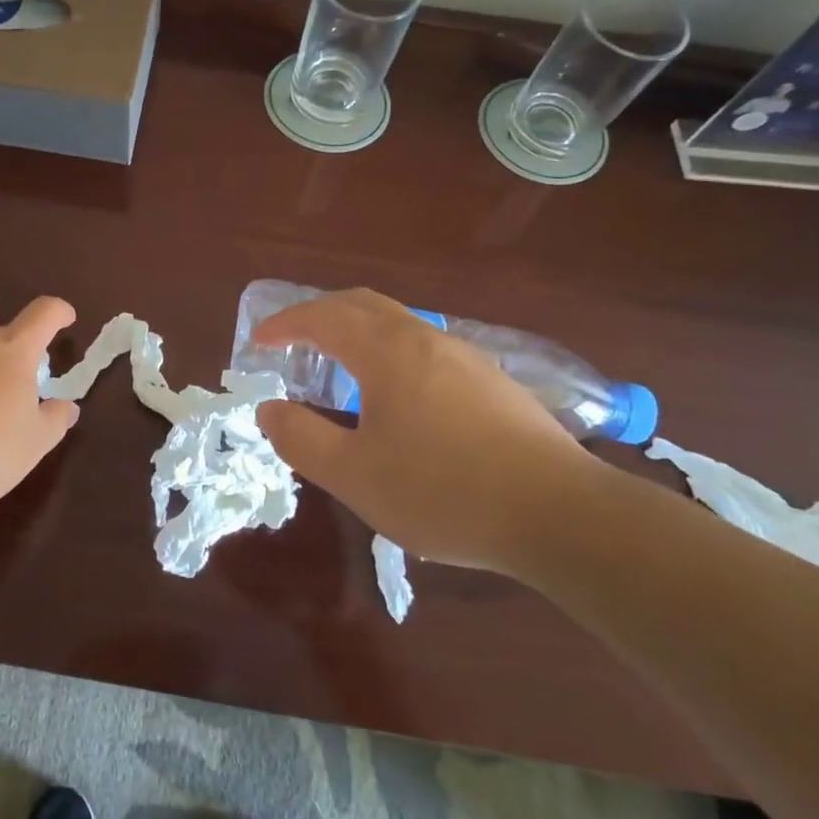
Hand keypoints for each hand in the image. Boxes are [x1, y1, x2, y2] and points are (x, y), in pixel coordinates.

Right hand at [253, 289, 604, 570]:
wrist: (559, 513)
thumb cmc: (444, 491)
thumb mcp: (355, 476)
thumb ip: (302, 439)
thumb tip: (268, 409)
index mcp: (386, 352)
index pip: (323, 317)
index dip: (285, 323)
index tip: (259, 340)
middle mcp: (424, 338)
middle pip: (362, 304)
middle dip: (319, 313)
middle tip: (292, 339)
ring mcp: (464, 356)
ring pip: (398, 322)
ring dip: (357, 330)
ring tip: (339, 364)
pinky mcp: (491, 381)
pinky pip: (424, 346)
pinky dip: (390, 349)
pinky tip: (397, 393)